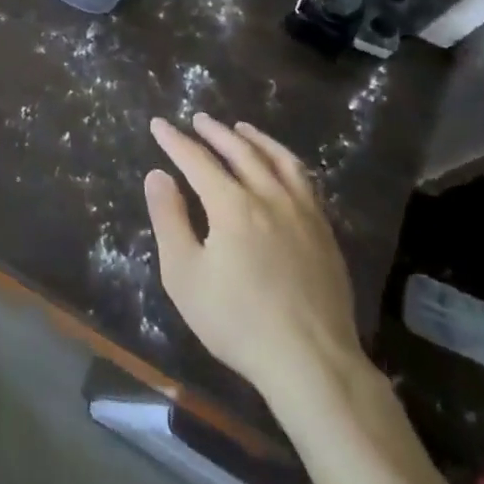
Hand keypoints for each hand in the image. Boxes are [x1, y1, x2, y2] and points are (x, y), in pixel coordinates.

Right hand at [145, 113, 366, 399]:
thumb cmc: (238, 322)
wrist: (312, 364)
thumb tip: (158, 175)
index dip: (175, 141)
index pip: (197, 160)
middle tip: (198, 119)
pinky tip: (281, 168)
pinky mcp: (325, 233)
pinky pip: (304, 181)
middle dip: (215, 132)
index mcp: (232, 205)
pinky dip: (286, 162)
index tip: (159, 124)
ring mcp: (303, 213)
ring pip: (279, 160)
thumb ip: (169, 219)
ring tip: (241, 128)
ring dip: (256, 139)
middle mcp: (269, 196)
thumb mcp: (185, 275)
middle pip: (240, 151)